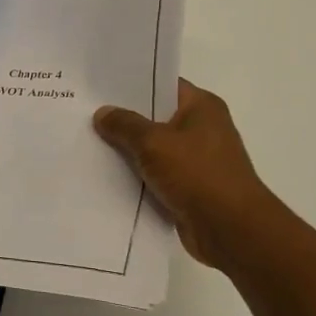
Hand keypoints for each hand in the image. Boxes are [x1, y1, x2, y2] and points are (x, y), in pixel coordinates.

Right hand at [93, 79, 274, 268]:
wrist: (230, 230)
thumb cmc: (197, 174)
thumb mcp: (153, 143)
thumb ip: (125, 125)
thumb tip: (103, 113)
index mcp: (202, 106)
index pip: (163, 85)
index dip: (132, 85)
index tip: (99, 87)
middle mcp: (202, 128)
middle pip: (155, 117)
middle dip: (123, 119)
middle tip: (85, 114)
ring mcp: (197, 160)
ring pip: (153, 149)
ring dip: (127, 151)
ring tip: (87, 144)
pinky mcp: (189, 188)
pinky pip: (156, 175)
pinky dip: (136, 177)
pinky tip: (105, 176)